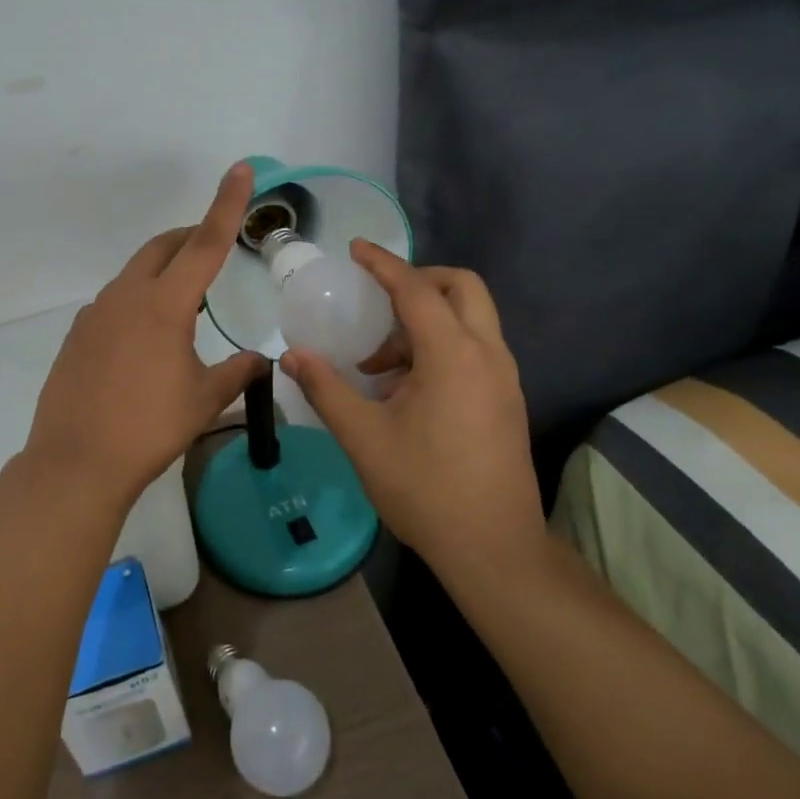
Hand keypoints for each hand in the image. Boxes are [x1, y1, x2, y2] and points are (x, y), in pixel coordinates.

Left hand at [25, 164, 267, 503]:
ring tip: (183, 308)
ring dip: (162, 274)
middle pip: (162, 248)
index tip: (240, 170)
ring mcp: (96, 313)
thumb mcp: (204, 400)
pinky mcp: (77, 334)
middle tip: (211, 248)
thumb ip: (237, 372)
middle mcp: (126, 296)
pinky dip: (137, 302)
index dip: (226, 205)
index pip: (205, 244)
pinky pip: (114, 302)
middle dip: (189, 238)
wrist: (76, 462)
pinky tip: (144, 341)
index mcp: (164, 305)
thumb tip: (262, 360)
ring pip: (135, 274)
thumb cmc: (149, 428)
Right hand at [278, 242, 543, 573]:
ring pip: (471, 319)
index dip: (383, 264)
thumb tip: (292, 357)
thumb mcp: (363, 437)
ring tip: (379, 359)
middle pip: (462, 288)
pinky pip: (475, 348)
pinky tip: (405, 386)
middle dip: (419, 280)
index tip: (356, 249)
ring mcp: (504, 378)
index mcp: (453, 355)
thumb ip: (326, 389)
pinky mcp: (506, 400)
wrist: (494, 549)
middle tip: (377, 299)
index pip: (416, 290)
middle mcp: (488, 355)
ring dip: (427, 319)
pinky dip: (441, 345)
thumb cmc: (425, 488)